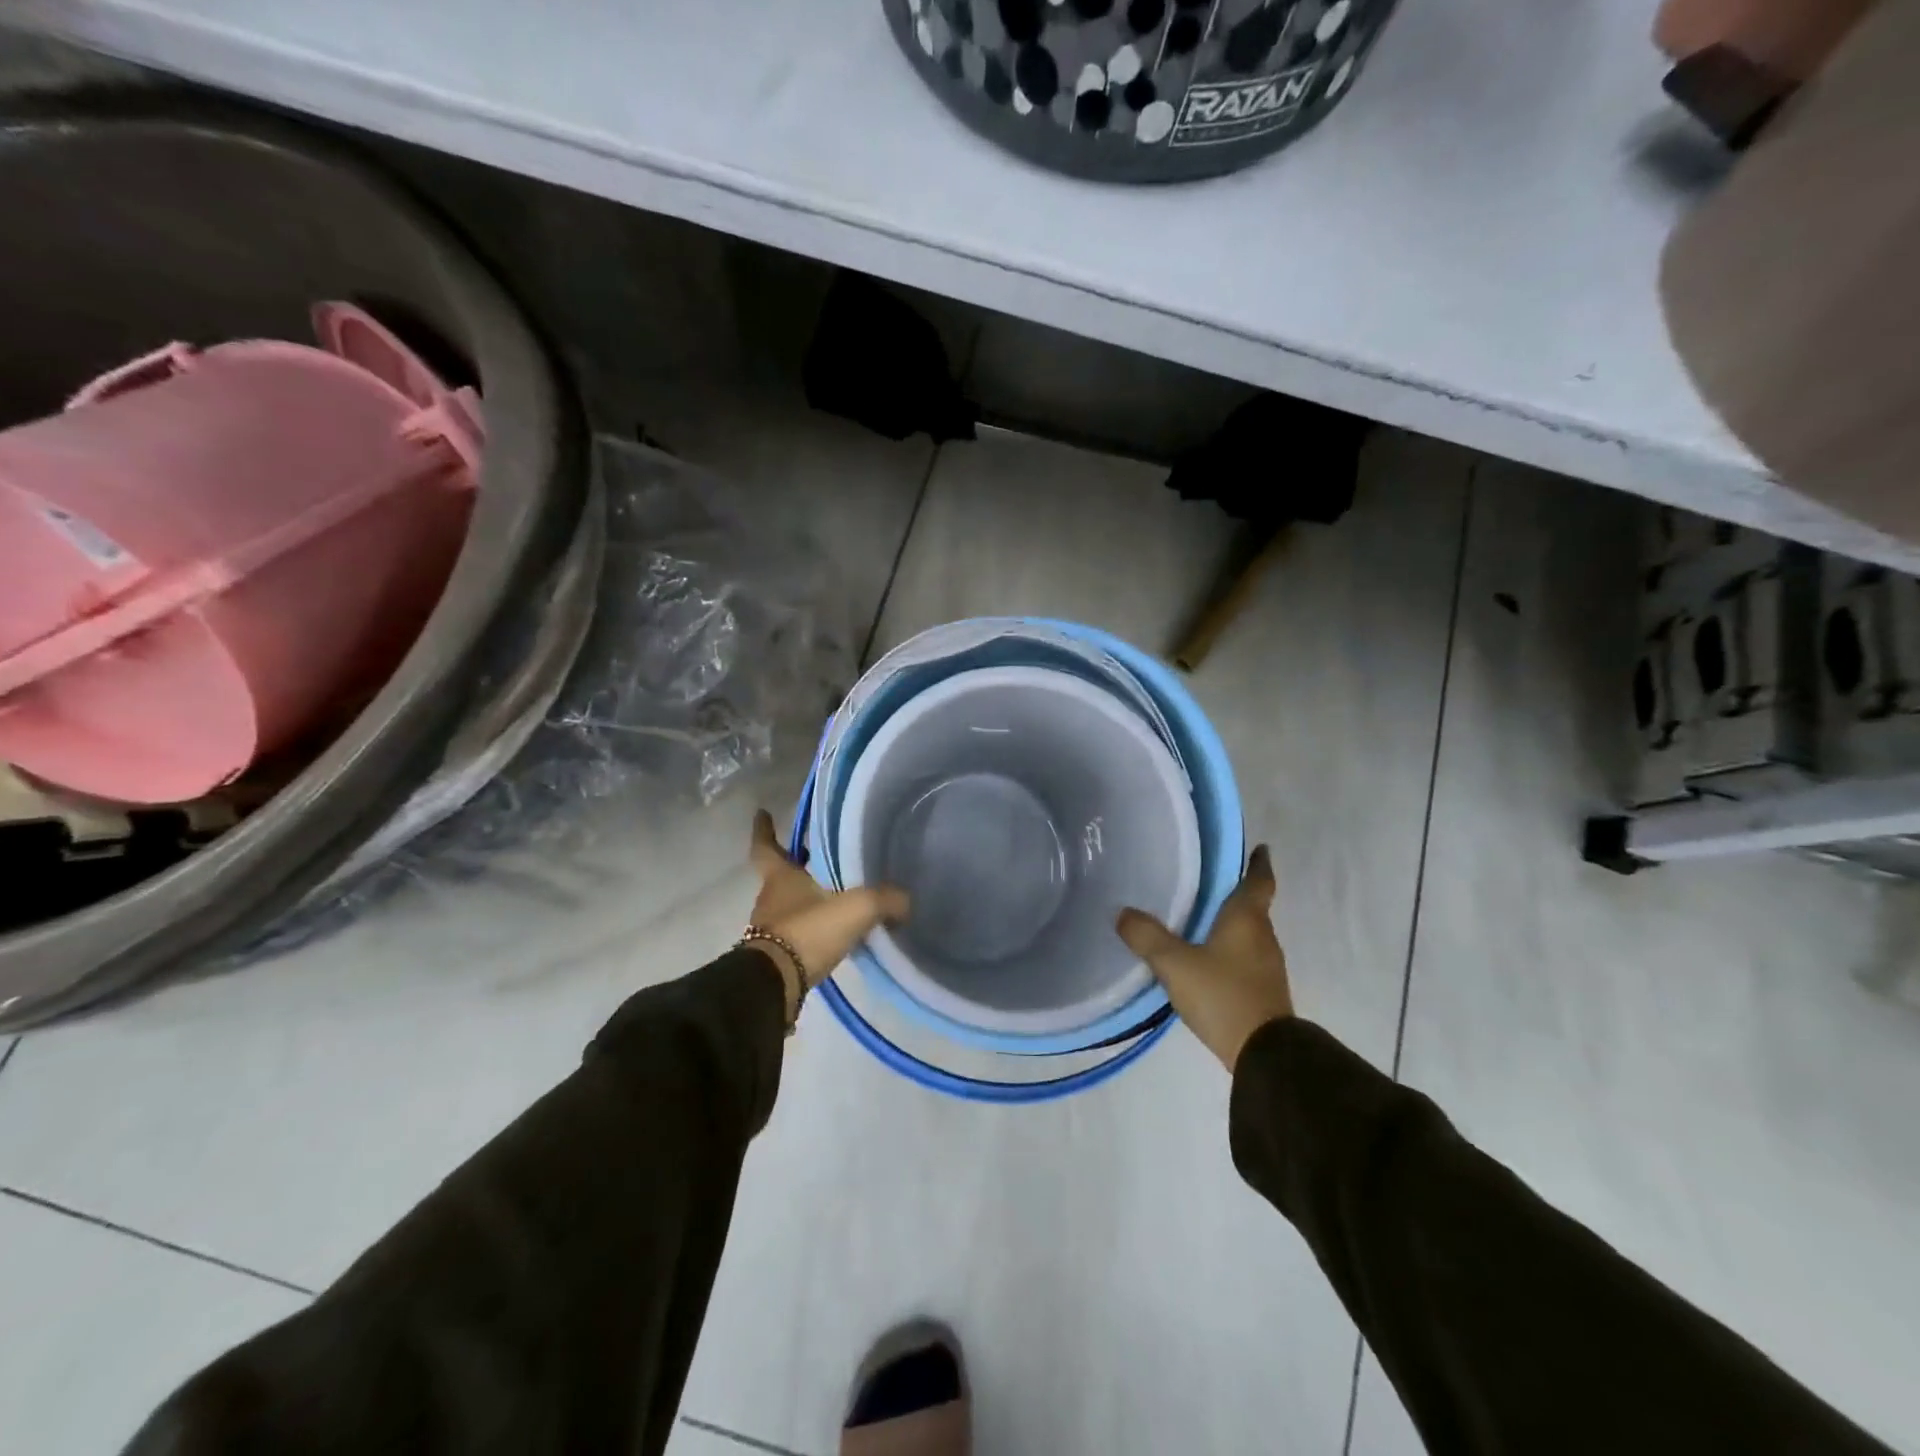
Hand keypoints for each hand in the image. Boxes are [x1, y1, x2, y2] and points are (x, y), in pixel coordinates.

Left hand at [748, 810, 909, 1020]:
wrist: (775, 986)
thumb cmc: (807, 932)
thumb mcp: (855, 909)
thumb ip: (884, 900)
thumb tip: (907, 901)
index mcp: (781, 877)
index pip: (766, 846)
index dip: (764, 829)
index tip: (762, 813)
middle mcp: (771, 899)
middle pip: (780, 875)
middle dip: (796, 864)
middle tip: (817, 854)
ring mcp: (771, 928)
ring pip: (788, 904)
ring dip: (806, 898)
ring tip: (835, 894)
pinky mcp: (777, 956)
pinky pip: (796, 932)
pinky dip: (812, 927)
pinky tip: (834, 931)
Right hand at [1116, 845, 1291, 1072]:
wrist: (1264, 1054)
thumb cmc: (1223, 995)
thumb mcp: (1175, 964)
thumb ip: (1147, 937)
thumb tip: (1122, 912)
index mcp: (1247, 919)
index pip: (1259, 880)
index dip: (1259, 863)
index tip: (1260, 848)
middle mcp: (1263, 936)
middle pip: (1253, 906)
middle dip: (1233, 893)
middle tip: (1205, 882)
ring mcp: (1267, 966)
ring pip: (1248, 933)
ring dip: (1229, 923)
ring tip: (1199, 917)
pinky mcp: (1263, 990)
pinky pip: (1245, 957)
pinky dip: (1229, 949)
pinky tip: (1206, 958)